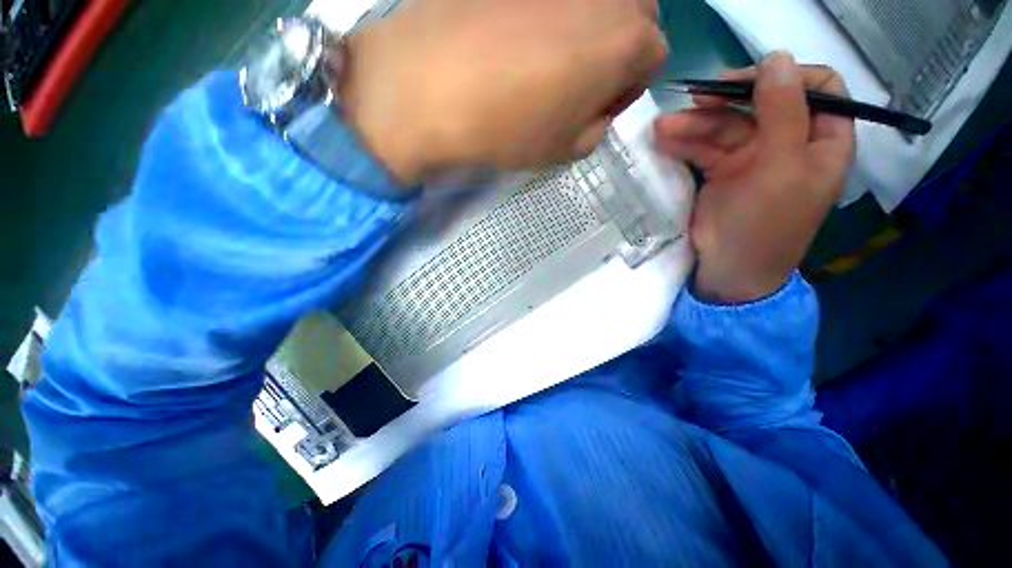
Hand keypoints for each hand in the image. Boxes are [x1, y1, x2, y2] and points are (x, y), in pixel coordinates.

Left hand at [340, 0, 667, 184]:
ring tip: (545, 60)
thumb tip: (597, 108)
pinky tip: (515, 36)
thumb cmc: (507, 128)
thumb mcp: (564, 150)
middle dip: (617, 50)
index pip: (653, 57)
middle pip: (636, 15)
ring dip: (586, 27)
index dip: (627, 88)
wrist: (428, 87)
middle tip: (578, 81)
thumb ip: (597, 127)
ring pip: (595, 1)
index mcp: (627, 40)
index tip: (597, 107)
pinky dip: (548, 14)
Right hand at [654, 53, 855, 302]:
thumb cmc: (764, 226)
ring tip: (662, 128)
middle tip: (693, 98)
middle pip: (761, 105)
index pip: (818, 88)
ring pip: (725, 127)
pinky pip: (704, 148)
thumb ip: (782, 113)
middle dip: (725, 101)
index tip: (748, 80)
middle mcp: (789, 144)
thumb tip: (778, 58)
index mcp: (821, 141)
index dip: (786, 77)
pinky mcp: (722, 173)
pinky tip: (664, 141)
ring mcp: (752, 158)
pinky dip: (685, 144)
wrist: (728, 271)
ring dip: (694, 124)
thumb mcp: (780, 169)